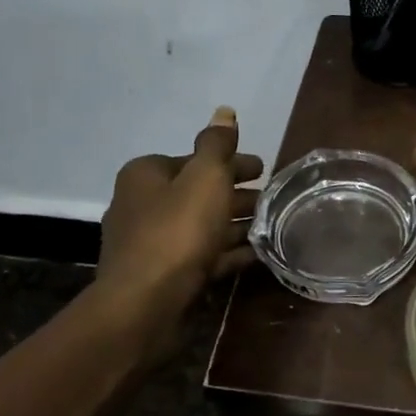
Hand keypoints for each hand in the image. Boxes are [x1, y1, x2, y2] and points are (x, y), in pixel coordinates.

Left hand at [97, 107, 264, 319]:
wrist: (145, 304)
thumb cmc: (177, 231)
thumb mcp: (205, 178)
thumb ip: (217, 145)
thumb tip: (224, 111)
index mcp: (146, 175)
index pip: (195, 159)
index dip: (231, 163)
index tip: (263, 171)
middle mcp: (142, 205)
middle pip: (198, 193)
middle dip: (236, 195)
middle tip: (272, 200)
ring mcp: (150, 244)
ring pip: (202, 226)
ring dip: (235, 225)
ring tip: (271, 226)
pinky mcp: (162, 276)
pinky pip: (202, 256)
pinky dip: (227, 253)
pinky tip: (256, 255)